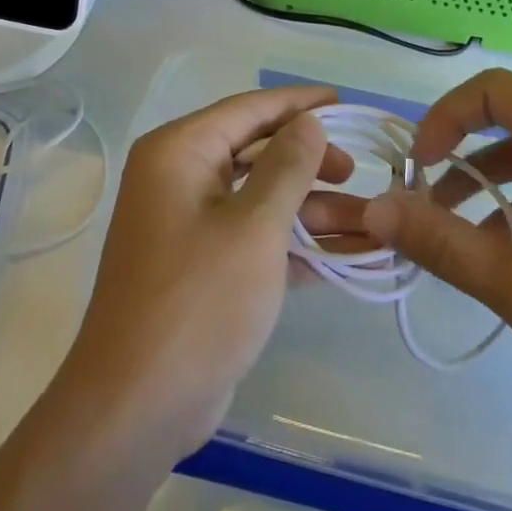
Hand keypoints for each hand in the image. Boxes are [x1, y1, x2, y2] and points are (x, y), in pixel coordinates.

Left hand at [59, 86, 352, 457]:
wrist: (137, 407)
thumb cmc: (198, 301)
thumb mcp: (254, 227)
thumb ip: (287, 167)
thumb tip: (308, 122)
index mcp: (179, 152)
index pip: (247, 110)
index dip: (298, 104)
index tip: (344, 103)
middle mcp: (180, 178)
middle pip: (257, 153)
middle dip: (311, 163)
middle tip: (358, 173)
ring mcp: (190, 225)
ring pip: (262, 199)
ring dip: (315, 210)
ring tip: (374, 221)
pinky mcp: (204, 266)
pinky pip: (256, 237)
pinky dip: (298, 244)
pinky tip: (350, 253)